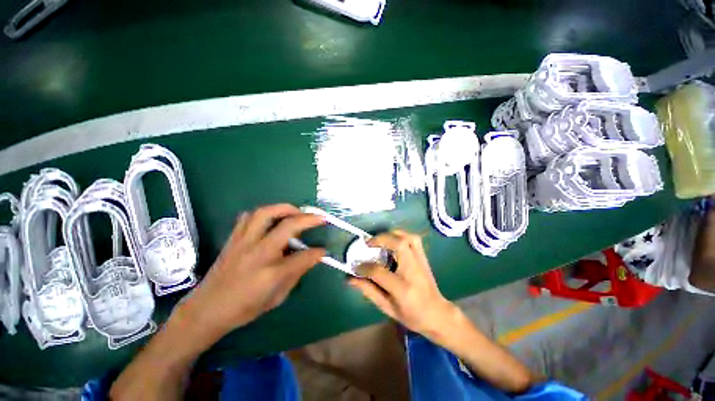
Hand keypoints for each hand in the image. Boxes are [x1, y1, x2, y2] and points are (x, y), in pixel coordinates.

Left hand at [176, 204, 325, 343]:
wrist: (207, 309)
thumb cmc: (245, 307)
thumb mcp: (277, 297)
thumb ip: (297, 273)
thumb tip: (314, 256)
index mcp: (270, 273)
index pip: (303, 257)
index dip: (317, 252)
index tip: (324, 250)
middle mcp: (258, 252)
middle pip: (287, 226)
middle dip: (308, 219)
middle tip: (318, 218)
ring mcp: (243, 242)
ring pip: (265, 213)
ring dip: (285, 208)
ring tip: (296, 212)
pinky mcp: (233, 238)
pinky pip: (249, 217)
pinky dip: (264, 213)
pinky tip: (271, 219)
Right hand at [348, 230, 458, 340]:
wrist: (437, 314)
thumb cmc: (411, 315)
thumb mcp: (387, 307)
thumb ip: (368, 290)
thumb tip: (350, 278)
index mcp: (402, 288)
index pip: (379, 271)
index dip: (364, 267)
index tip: (355, 266)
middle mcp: (413, 270)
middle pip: (398, 245)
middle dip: (380, 240)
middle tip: (368, 243)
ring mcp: (421, 261)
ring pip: (408, 237)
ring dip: (392, 234)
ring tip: (380, 239)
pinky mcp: (424, 257)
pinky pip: (414, 239)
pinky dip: (401, 235)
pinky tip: (393, 240)